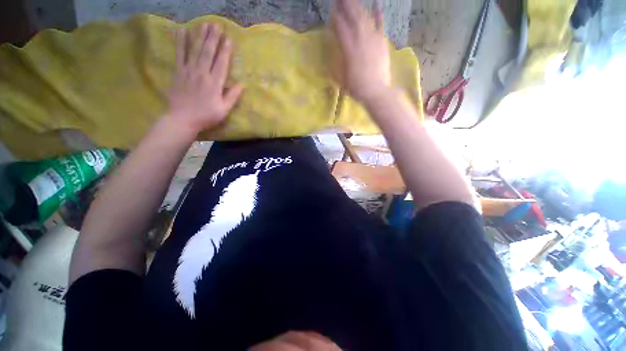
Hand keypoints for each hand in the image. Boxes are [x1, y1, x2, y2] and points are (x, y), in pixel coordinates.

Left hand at [167, 23, 243, 135]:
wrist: (182, 119)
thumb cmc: (206, 116)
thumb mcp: (223, 110)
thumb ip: (232, 97)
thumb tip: (242, 85)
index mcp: (214, 83)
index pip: (221, 64)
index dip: (225, 51)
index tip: (229, 38)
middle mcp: (201, 73)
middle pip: (208, 52)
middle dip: (213, 38)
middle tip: (217, 24)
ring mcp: (188, 71)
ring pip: (195, 50)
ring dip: (200, 36)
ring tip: (204, 24)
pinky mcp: (178, 72)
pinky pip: (179, 54)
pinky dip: (180, 42)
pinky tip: (182, 31)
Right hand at [331, 0, 390, 102]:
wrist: (376, 92)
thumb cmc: (356, 88)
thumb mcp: (341, 77)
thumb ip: (337, 61)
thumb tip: (335, 48)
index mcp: (349, 50)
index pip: (341, 28)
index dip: (336, 18)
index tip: (332, 9)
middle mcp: (361, 40)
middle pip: (353, 17)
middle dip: (346, 5)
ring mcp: (373, 40)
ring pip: (365, 18)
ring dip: (358, 7)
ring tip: (352, 0)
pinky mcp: (382, 42)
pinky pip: (380, 25)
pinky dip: (378, 14)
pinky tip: (376, 4)